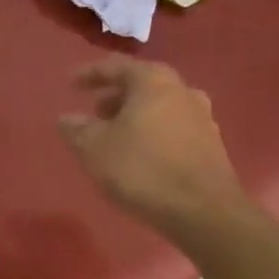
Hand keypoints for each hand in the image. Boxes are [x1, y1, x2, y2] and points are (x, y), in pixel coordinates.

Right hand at [59, 58, 246, 236]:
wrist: (203, 211)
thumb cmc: (142, 169)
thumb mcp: (95, 149)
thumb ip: (77, 129)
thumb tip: (67, 119)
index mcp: (153, 81)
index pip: (116, 66)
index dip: (90, 74)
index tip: (70, 84)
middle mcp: (182, 91)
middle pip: (142, 84)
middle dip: (115, 96)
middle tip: (94, 111)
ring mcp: (201, 117)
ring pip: (159, 107)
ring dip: (135, 115)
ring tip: (114, 134)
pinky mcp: (211, 145)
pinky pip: (172, 128)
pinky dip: (152, 132)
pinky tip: (140, 153)